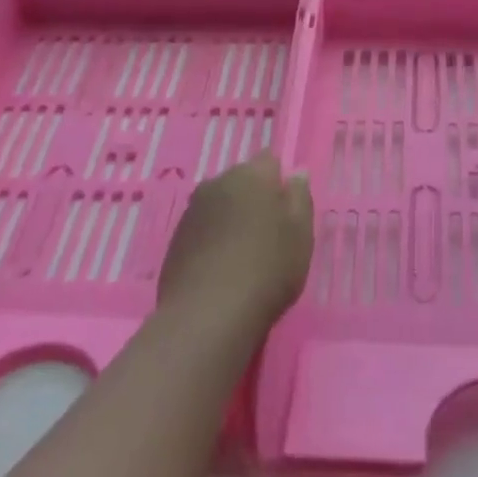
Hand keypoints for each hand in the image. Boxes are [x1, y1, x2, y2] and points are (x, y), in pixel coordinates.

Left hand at [158, 152, 313, 336]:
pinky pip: (203, 228)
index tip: (288, 211)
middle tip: (270, 234)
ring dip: (232, 219)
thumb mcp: (301, 234)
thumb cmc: (267, 268)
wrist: (207, 315)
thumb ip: (300, 198)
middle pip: (242, 181)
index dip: (280, 183)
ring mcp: (192, 210)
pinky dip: (213, 239)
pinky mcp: (176, 239)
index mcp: (250, 175)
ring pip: (220, 204)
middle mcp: (217, 183)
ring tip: (245, 254)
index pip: (269, 161)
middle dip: (255, 198)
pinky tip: (222, 268)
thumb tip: (296, 173)